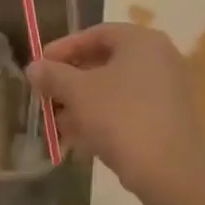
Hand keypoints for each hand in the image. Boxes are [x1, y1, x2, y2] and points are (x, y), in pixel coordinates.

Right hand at [29, 23, 204, 195]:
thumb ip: (53, 75)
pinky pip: (129, 109)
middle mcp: (160, 58)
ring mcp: (168, 89)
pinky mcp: (169, 118)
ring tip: (58, 125)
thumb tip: (34, 67)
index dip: (64, 48)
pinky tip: (80, 140)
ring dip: (84, 103)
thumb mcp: (78, 92)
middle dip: (72, 81)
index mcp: (142, 41)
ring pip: (116, 89)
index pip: (96, 34)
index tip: (40, 65)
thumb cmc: (120, 117)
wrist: (169, 170)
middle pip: (106, 62)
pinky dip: (104, 118)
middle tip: (47, 95)